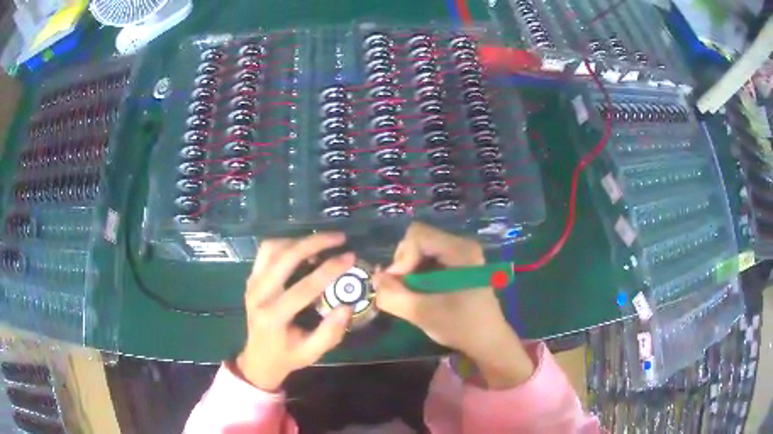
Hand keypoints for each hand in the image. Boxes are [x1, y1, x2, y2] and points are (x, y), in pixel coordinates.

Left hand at [235, 233, 354, 391]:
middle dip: (314, 243)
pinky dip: (285, 244)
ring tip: (322, 242)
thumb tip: (347, 305)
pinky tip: (301, 249)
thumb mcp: (312, 353)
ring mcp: (251, 284)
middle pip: (285, 258)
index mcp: (273, 317)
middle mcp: (258, 295)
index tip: (350, 257)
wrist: (258, 359)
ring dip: (299, 241)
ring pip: (272, 248)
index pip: (303, 287)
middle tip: (339, 238)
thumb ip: (330, 333)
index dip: (329, 270)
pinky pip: (266, 251)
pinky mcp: (251, 278)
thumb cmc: (287, 357)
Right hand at [373, 223, 533, 388]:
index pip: (417, 236)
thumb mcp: (423, 313)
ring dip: (409, 271)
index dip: (401, 258)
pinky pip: (428, 259)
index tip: (399, 285)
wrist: (488, 341)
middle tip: (403, 290)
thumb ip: (393, 296)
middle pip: (418, 240)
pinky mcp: (458, 264)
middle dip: (404, 264)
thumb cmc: (461, 326)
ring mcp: (461, 254)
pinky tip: (421, 293)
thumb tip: (374, 279)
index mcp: (460, 250)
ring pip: (421, 249)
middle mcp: (462, 245)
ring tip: (411, 294)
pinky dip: (418, 274)